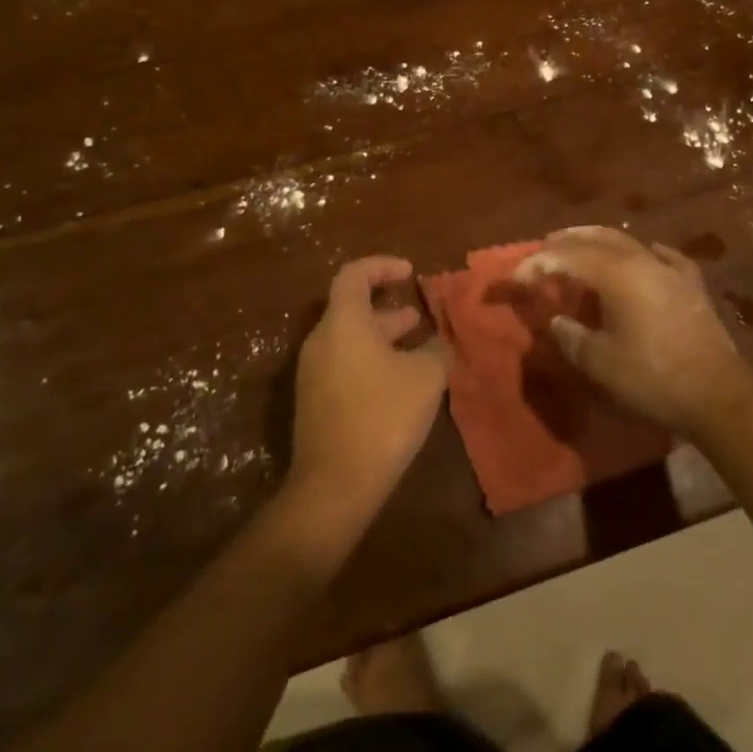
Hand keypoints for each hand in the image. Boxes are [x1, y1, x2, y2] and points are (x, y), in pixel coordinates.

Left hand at [285, 255, 449, 544]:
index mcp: (343, 323)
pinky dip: (372, 359)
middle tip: (419, 315)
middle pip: (351, 307)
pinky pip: (345, 363)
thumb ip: (436, 348)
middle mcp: (321, 341)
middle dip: (388, 307)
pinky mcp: (316, 401)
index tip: (410, 272)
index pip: (354, 275)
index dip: (382, 266)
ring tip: (417, 346)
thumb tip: (438, 339)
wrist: (335, 485)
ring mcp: (314, 373)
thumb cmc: (383, 417)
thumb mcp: (426, 377)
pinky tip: (400, 380)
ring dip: (383, 336)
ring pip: (350, 338)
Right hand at [515, 227, 752, 438]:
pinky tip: (647, 253)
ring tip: (582, 246)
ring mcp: (671, 269)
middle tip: (545, 247)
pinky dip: (646, 252)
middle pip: (597, 238)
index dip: (538, 263)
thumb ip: (571, 337)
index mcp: (615, 274)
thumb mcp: (599, 363)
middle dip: (567, 241)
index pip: (567, 257)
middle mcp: (641, 260)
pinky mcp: (692, 285)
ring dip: (600, 241)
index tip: (517, 277)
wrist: (717, 393)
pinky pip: (664, 257)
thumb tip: (557, 321)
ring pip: (629, 242)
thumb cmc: (651, 377)